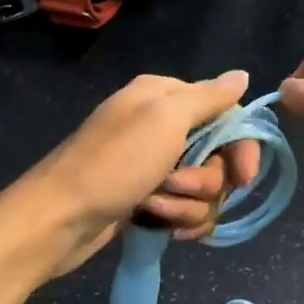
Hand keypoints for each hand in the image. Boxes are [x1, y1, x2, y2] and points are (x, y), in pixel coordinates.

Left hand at [0, 71, 262, 282]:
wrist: (59, 219)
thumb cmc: (112, 164)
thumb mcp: (164, 119)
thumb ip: (208, 98)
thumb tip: (243, 76)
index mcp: (164, 97)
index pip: (226, 113)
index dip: (239, 146)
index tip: (244, 177)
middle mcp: (161, 127)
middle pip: (217, 157)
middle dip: (204, 180)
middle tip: (174, 185)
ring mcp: (153, 166)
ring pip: (203, 189)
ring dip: (185, 204)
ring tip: (153, 207)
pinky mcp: (147, 200)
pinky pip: (185, 210)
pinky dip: (177, 220)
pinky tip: (161, 227)